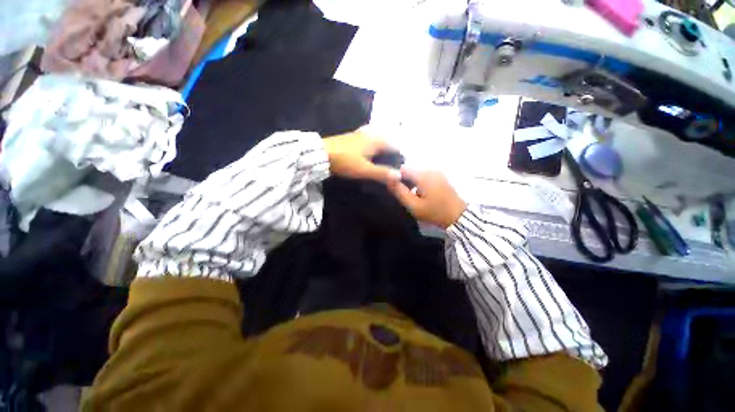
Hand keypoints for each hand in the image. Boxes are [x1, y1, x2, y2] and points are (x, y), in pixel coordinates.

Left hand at [322, 129, 400, 183]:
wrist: (321, 154)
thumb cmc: (345, 161)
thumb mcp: (365, 170)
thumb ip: (382, 173)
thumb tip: (399, 176)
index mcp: (376, 140)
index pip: (394, 146)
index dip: (398, 156)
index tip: (399, 167)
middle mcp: (370, 134)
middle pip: (386, 142)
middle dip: (390, 153)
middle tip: (391, 167)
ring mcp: (360, 134)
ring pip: (377, 141)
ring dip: (381, 150)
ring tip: (382, 163)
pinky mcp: (352, 137)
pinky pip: (368, 141)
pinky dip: (372, 148)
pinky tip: (369, 156)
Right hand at [387, 168, 466, 227]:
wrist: (459, 217)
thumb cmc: (434, 213)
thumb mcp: (414, 205)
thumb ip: (400, 191)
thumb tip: (388, 177)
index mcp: (423, 175)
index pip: (402, 169)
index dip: (396, 178)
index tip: (397, 190)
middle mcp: (430, 169)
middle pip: (410, 170)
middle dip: (405, 181)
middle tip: (407, 196)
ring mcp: (437, 172)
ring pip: (417, 174)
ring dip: (413, 183)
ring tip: (415, 197)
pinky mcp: (441, 177)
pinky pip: (425, 176)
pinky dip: (421, 183)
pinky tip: (423, 195)